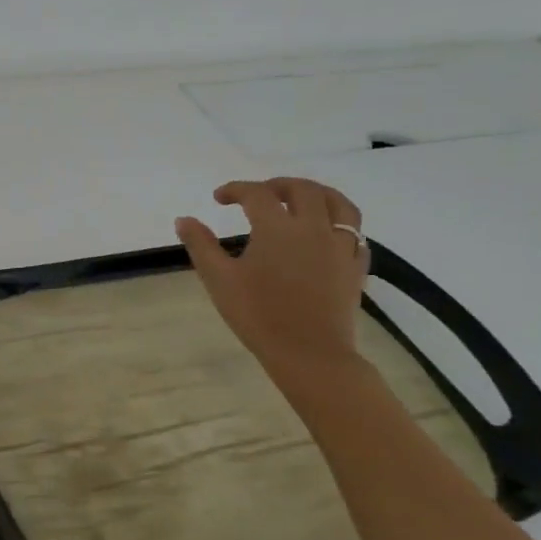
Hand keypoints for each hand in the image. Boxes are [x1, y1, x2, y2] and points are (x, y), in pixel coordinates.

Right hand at [176, 177, 368, 372]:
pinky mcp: (356, 267)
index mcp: (278, 228)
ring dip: (318, 194)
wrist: (310, 354)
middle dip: (277, 185)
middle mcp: (314, 228)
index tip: (219, 198)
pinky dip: (339, 224)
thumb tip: (184, 219)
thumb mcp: (219, 279)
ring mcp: (341, 247)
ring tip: (301, 200)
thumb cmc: (258, 315)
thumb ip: (201, 245)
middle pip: (303, 189)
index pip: (257, 194)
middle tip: (258, 194)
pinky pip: (355, 234)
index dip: (235, 189)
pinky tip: (327, 234)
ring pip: (339, 205)